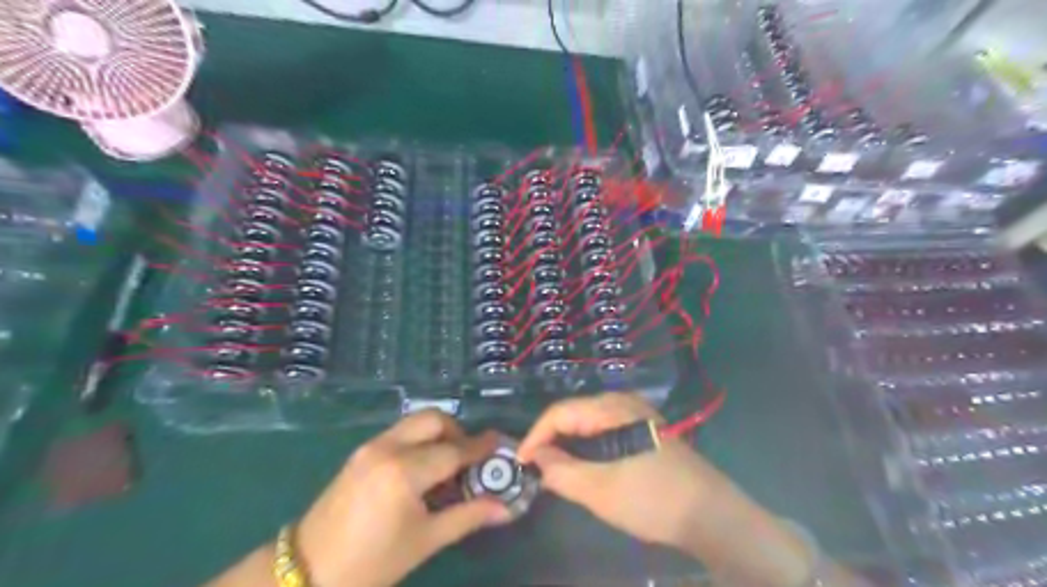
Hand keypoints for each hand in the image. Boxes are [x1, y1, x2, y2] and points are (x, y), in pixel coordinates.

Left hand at [294, 410, 512, 586]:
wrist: (307, 573)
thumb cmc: (371, 563)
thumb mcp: (425, 541)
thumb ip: (468, 516)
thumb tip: (506, 508)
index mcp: (404, 472)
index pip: (453, 451)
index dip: (480, 448)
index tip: (500, 443)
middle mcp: (387, 448)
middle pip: (433, 420)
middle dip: (457, 432)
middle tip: (469, 457)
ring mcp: (370, 447)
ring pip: (414, 422)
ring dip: (437, 433)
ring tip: (447, 463)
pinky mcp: (360, 453)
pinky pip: (399, 433)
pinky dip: (418, 440)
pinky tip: (421, 468)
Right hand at [515, 394, 720, 549]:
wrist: (711, 515)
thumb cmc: (652, 499)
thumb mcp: (600, 490)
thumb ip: (561, 472)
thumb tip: (535, 459)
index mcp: (611, 408)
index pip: (559, 412)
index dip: (535, 436)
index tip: (520, 463)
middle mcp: (622, 402)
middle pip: (574, 414)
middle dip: (550, 439)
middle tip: (534, 468)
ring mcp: (636, 414)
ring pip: (588, 423)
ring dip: (568, 444)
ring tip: (553, 470)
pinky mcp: (644, 429)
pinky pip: (604, 430)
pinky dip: (587, 446)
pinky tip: (583, 465)